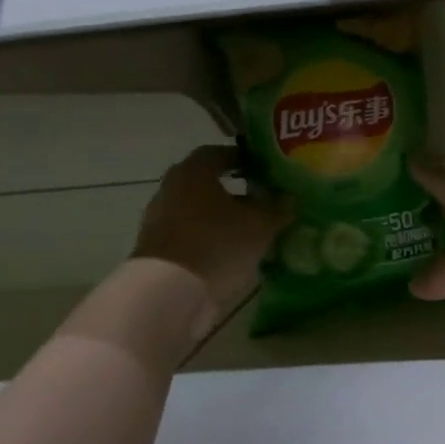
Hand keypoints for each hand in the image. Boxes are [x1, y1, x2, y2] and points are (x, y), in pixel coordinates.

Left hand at [132, 146, 281, 318]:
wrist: (169, 291)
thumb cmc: (218, 243)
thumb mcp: (260, 224)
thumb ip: (277, 207)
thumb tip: (289, 198)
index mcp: (194, 171)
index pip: (218, 153)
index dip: (242, 158)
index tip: (262, 169)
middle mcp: (171, 188)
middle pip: (205, 181)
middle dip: (232, 188)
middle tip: (259, 197)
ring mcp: (158, 218)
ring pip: (196, 208)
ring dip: (220, 214)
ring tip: (248, 228)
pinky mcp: (155, 246)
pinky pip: (188, 231)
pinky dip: (207, 235)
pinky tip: (228, 249)